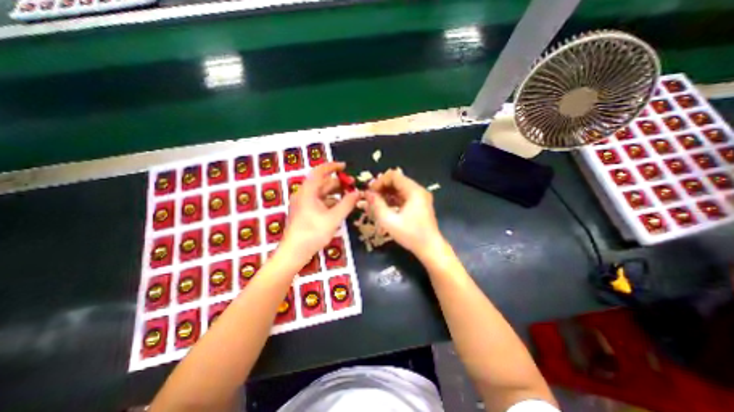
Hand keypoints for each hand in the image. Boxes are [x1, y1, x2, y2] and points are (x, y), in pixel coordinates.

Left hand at [279, 162, 360, 264]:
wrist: (294, 252)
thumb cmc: (312, 233)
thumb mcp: (333, 218)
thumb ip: (347, 204)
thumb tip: (358, 193)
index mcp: (308, 192)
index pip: (320, 172)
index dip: (332, 167)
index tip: (345, 166)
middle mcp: (304, 195)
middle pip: (322, 183)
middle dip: (338, 182)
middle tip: (353, 185)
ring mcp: (304, 204)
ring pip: (322, 193)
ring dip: (336, 193)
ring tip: (350, 196)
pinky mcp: (305, 212)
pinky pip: (320, 202)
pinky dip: (331, 201)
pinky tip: (341, 207)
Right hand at [366, 167, 443, 256]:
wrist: (430, 248)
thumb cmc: (410, 235)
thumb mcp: (389, 221)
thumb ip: (376, 205)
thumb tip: (367, 193)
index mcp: (414, 191)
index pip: (394, 176)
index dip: (379, 181)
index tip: (370, 192)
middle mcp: (418, 190)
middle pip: (397, 180)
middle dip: (382, 187)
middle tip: (371, 197)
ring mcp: (420, 197)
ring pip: (400, 188)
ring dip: (387, 193)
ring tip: (375, 202)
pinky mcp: (419, 204)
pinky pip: (404, 196)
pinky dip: (393, 198)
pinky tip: (385, 206)